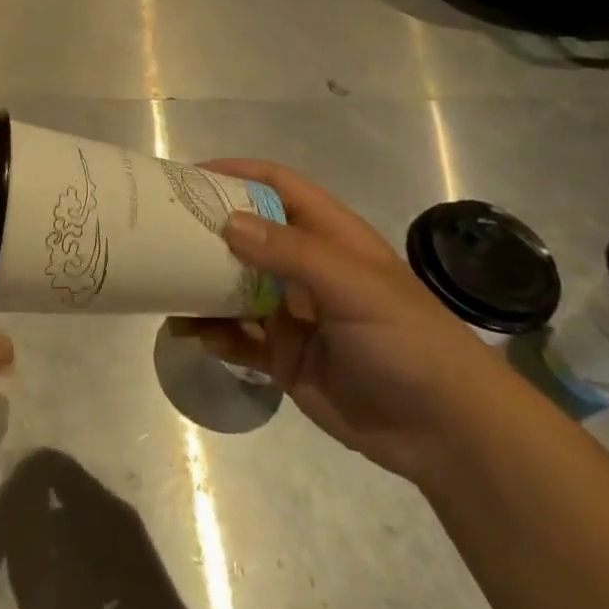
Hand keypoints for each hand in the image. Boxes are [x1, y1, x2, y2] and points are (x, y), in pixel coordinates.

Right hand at [172, 160, 515, 482]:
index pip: (279, 186)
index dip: (238, 173)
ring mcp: (293, 313)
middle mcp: (307, 268)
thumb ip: (291, 253)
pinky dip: (213, 332)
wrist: (448, 434)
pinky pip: (238, 337)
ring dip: (200, 284)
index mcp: (330, 237)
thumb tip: (226, 221)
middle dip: (207, 229)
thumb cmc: (408, 342)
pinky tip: (189, 333)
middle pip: (248, 234)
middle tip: (159, 228)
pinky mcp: (285, 357)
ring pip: (235, 287)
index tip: (190, 176)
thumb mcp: (355, 287)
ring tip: (163, 284)